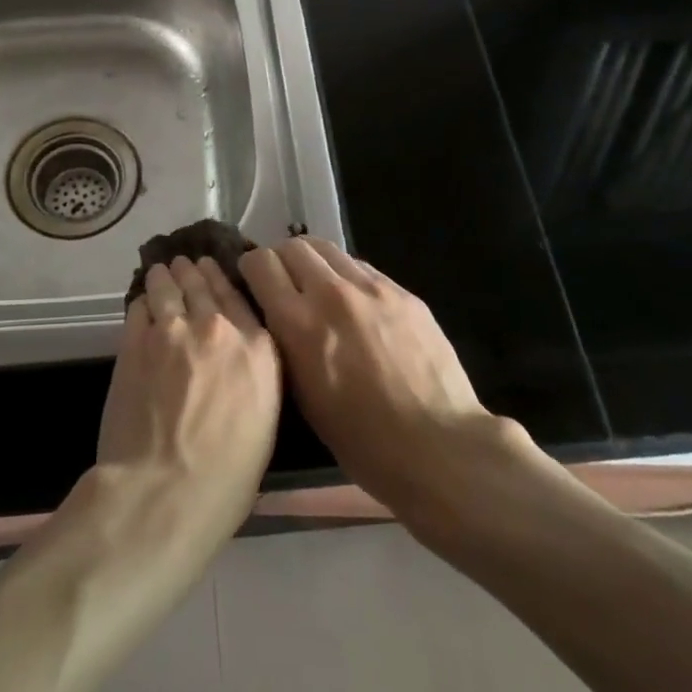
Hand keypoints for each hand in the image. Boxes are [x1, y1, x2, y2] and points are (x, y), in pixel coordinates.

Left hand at [94, 256, 281, 550]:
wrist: (165, 490)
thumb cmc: (226, 478)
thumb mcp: (263, 423)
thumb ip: (253, 377)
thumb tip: (237, 363)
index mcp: (258, 350)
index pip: (239, 299)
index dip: (223, 280)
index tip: (214, 270)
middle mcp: (218, 328)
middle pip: (203, 285)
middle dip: (193, 272)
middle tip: (186, 263)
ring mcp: (173, 329)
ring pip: (169, 287)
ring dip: (166, 276)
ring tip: (162, 269)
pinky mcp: (136, 340)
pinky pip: (141, 307)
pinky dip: (143, 300)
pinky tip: (143, 299)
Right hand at [240, 237, 537, 529]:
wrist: (439, 446)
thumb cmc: (362, 441)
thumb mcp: (303, 397)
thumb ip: (285, 344)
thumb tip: (277, 316)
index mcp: (299, 324)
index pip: (260, 264)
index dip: (251, 271)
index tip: (254, 286)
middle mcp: (331, 293)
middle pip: (292, 246)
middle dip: (282, 261)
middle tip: (285, 286)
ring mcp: (371, 288)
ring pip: (328, 249)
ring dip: (315, 264)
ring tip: (320, 291)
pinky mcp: (403, 291)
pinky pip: (362, 267)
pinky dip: (347, 276)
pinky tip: (356, 305)